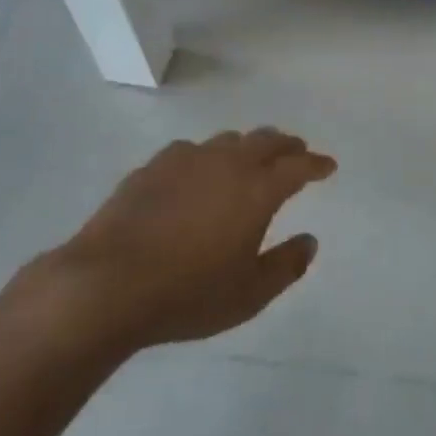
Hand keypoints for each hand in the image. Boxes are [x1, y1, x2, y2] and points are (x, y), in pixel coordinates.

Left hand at [37, 129, 335, 360]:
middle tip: (297, 152)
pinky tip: (198, 172)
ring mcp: (187, 160)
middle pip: (266, 140)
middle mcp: (227, 164)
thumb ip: (286, 265)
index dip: (317, 164)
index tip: (328, 166)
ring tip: (250, 159)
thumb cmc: (188, 293)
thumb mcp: (249, 294)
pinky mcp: (152, 168)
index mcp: (258, 190)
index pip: (298, 166)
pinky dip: (208, 156)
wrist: (107, 284)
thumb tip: (310, 242)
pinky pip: (191, 151)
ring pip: (228, 140)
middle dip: (287, 145)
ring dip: (248, 146)